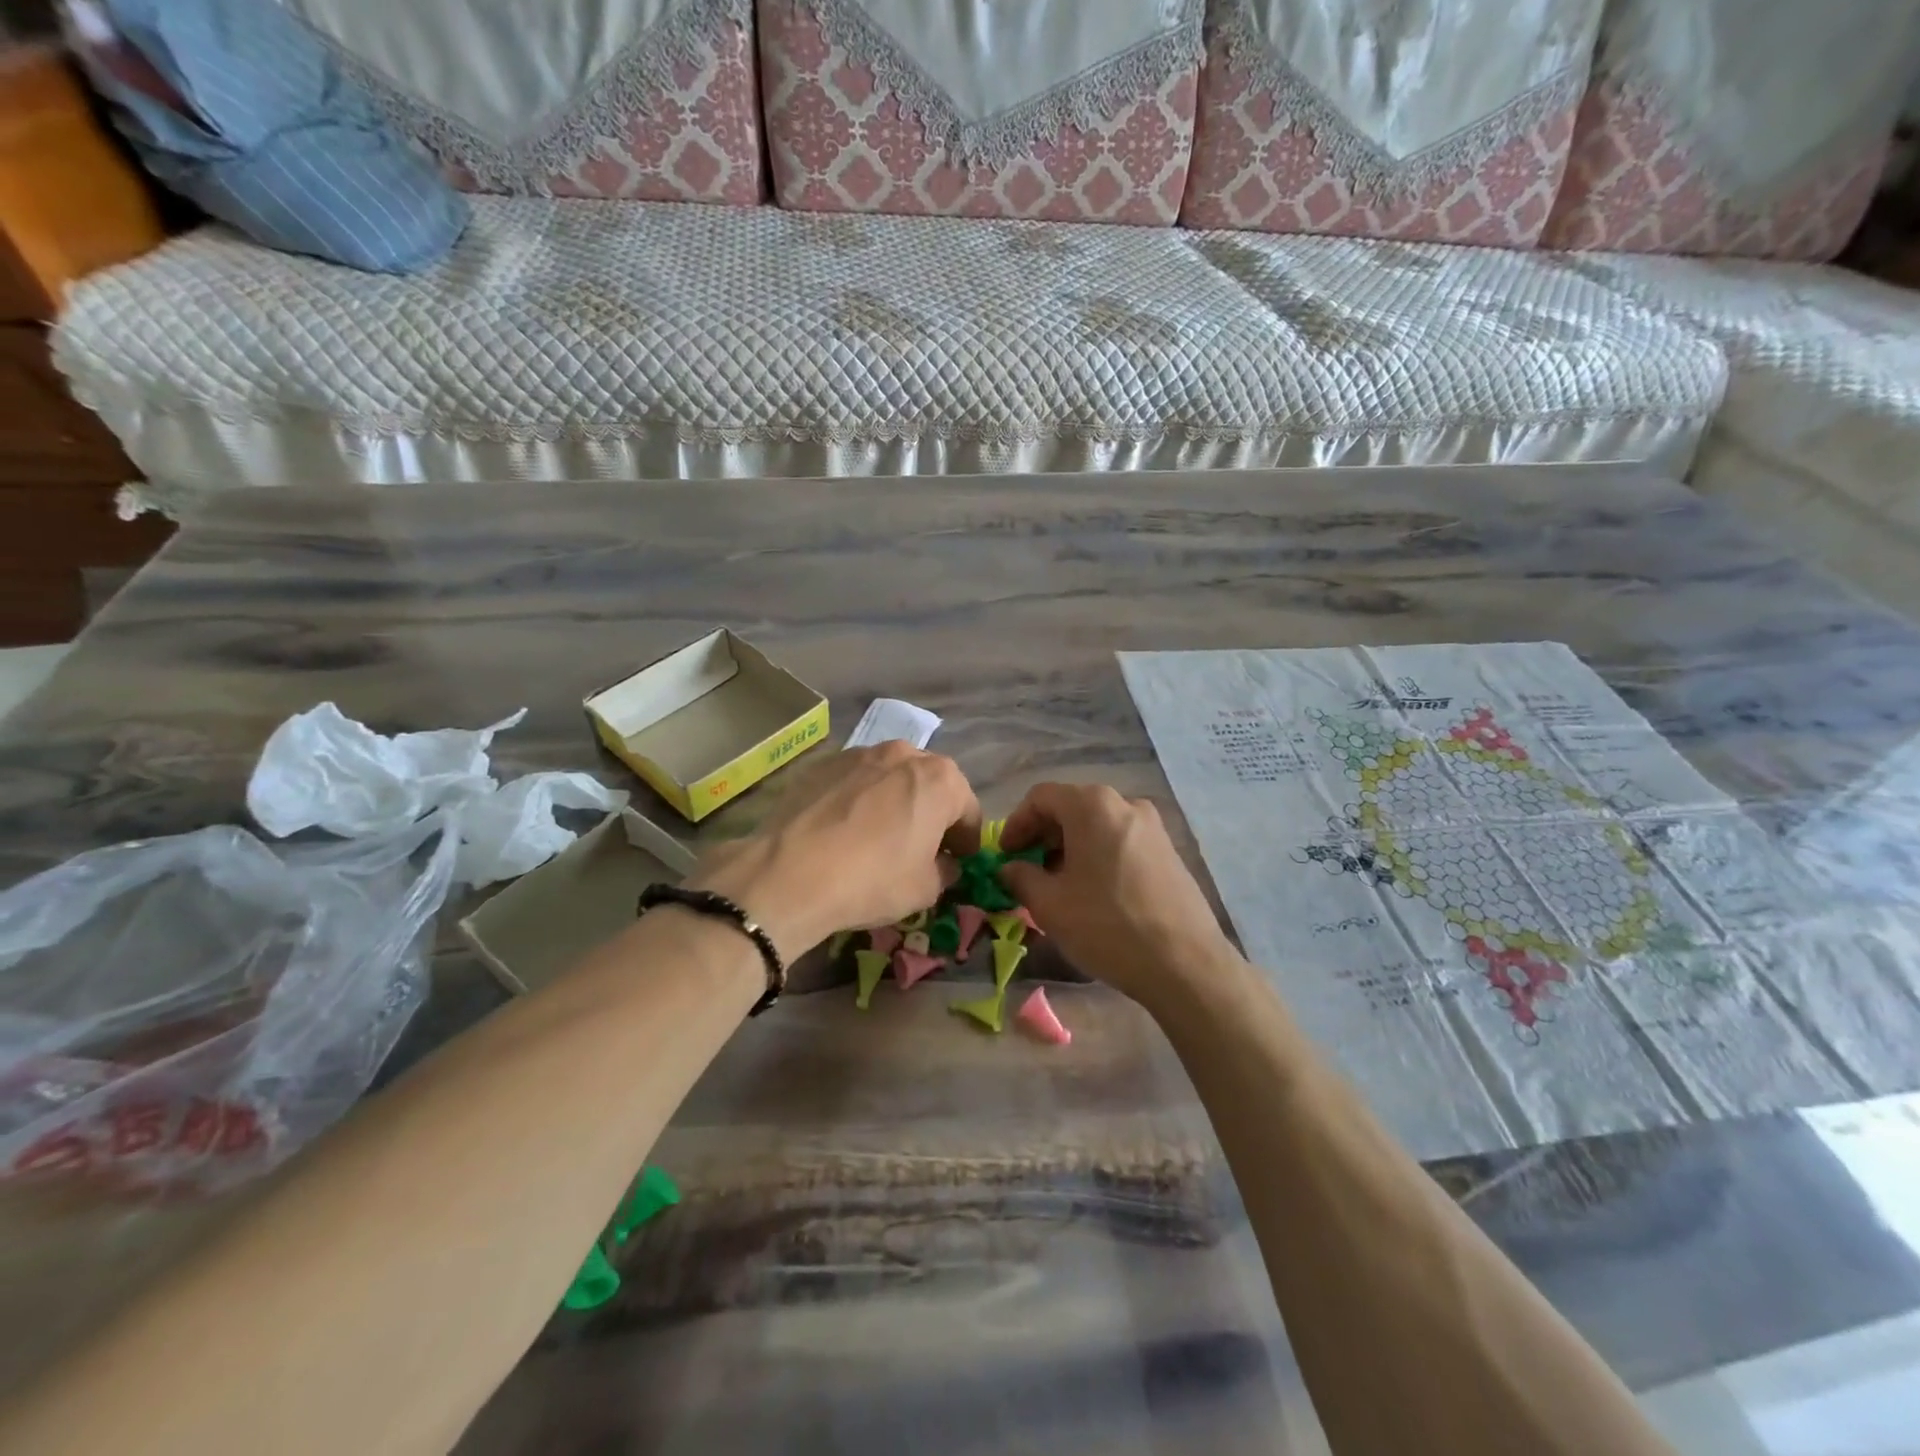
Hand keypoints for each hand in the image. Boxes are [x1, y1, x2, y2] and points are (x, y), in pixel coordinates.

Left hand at [688, 743, 979, 960]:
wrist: (790, 872)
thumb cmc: (872, 879)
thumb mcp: (925, 890)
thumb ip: (944, 871)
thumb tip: (943, 864)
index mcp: (940, 779)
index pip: (968, 809)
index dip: (967, 840)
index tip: (959, 861)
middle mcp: (904, 753)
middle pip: (930, 784)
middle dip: (932, 813)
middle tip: (922, 847)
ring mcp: (859, 753)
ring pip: (890, 778)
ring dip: (895, 801)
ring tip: (879, 836)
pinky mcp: (822, 763)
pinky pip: (854, 781)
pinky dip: (858, 800)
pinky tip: (844, 830)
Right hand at [999, 783, 1240, 1010]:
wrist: (1185, 964)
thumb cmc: (1107, 926)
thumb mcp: (1050, 904)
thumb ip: (1020, 877)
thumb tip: (1009, 868)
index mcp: (1092, 805)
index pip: (1040, 797)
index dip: (1015, 824)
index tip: (1004, 856)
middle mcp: (1125, 803)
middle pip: (1071, 807)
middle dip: (1042, 836)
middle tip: (1026, 871)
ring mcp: (1152, 826)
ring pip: (1097, 825)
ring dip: (1070, 847)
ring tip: (1058, 884)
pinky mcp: (1169, 850)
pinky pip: (1121, 841)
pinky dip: (1098, 855)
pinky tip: (1093, 891)